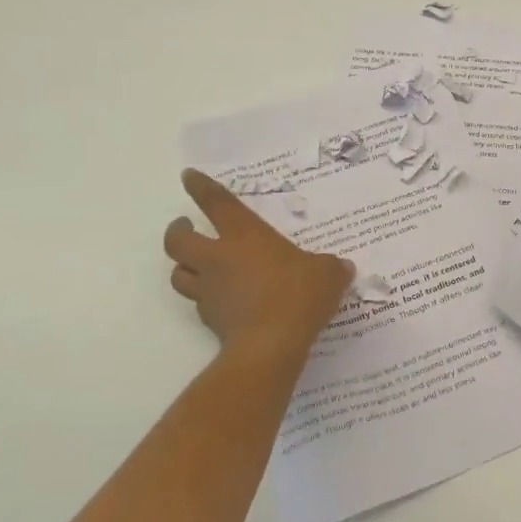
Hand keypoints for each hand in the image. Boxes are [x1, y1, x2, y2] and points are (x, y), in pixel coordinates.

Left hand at [163, 170, 354, 357]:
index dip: (200, 187)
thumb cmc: (298, 294)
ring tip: (196, 265)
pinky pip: (199, 303)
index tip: (188, 176)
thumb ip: (331, 267)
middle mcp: (219, 258)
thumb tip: (343, 267)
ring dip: (184, 267)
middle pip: (177, 241)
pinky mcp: (209, 319)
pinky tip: (223, 301)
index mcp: (246, 235)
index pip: (217, 203)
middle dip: (177, 231)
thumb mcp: (327, 274)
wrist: (270, 344)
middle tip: (185, 227)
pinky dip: (206, 298)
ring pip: (179, 274)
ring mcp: (210, 290)